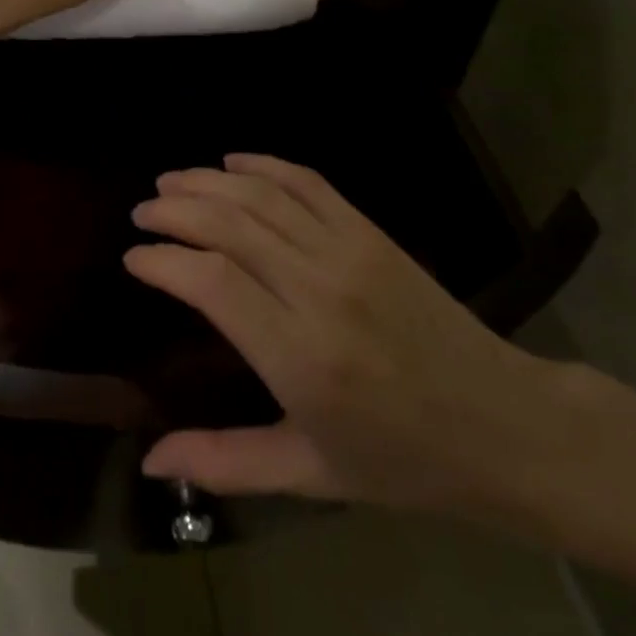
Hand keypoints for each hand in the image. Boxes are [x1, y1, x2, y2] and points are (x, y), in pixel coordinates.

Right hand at [125, 154, 556, 515]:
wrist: (501, 424)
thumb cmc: (401, 461)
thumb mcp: (309, 473)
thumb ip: (224, 462)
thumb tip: (149, 460)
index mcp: (299, 356)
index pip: (210, 282)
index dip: (163, 261)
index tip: (134, 258)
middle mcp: (318, 290)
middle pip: (229, 224)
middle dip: (175, 210)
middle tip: (142, 212)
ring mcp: (348, 252)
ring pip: (262, 196)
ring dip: (208, 181)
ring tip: (171, 182)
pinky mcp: (370, 232)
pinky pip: (308, 183)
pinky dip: (264, 164)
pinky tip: (233, 162)